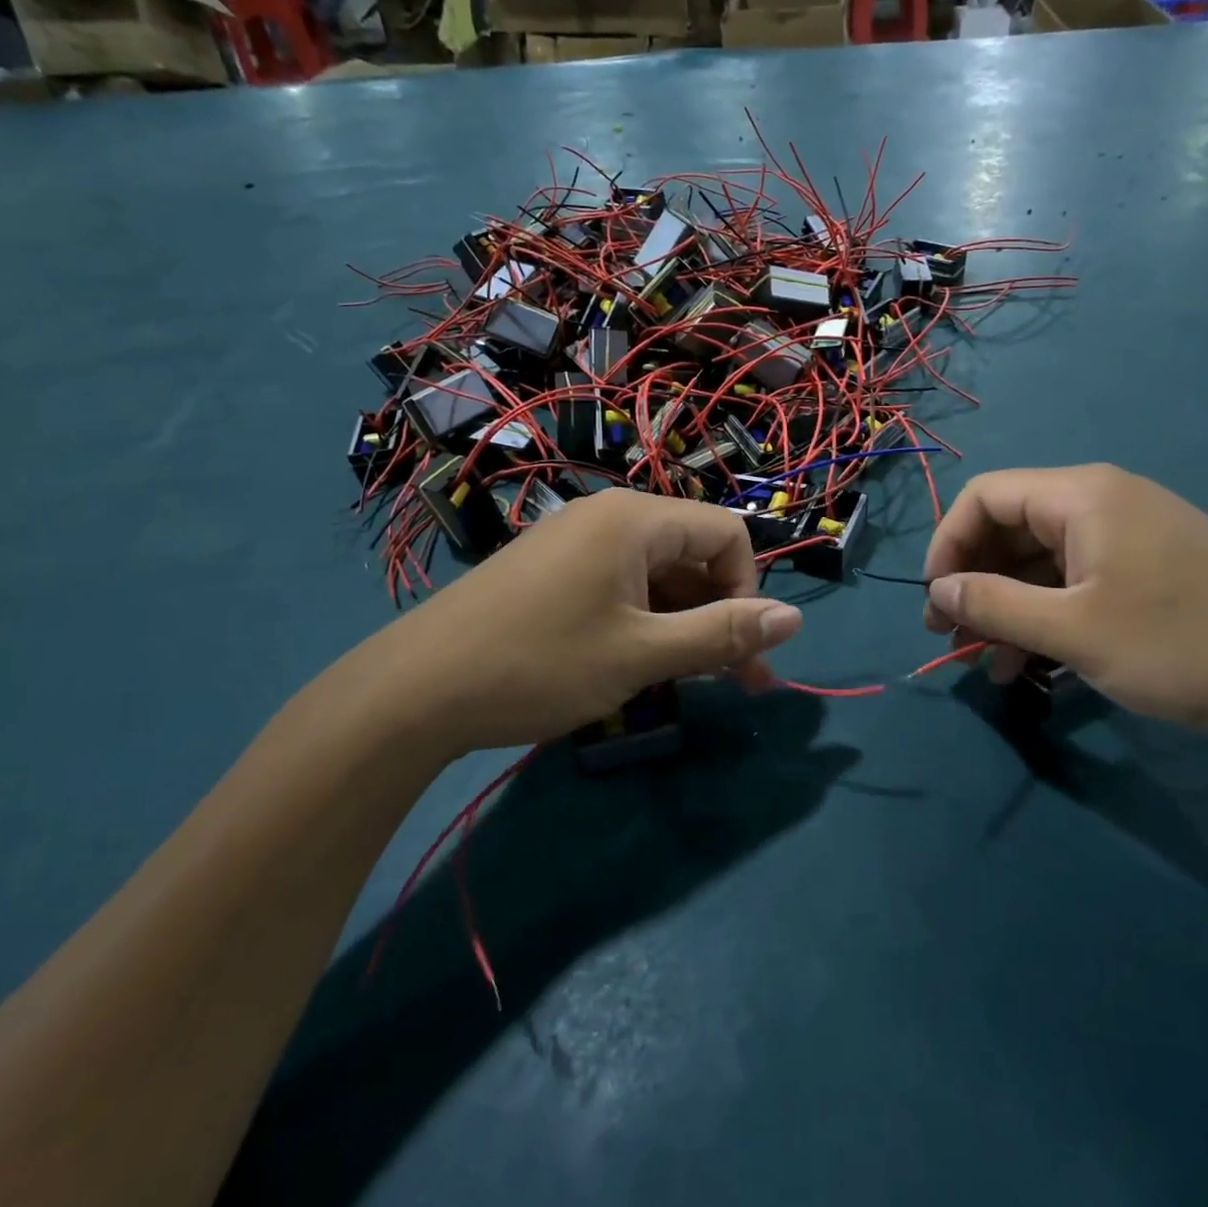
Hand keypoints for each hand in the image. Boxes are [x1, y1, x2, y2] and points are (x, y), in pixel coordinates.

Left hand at [346, 490, 802, 753]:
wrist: (413, 691)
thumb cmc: (538, 664)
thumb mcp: (641, 655)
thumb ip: (722, 634)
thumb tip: (794, 619)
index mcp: (635, 519)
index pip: (727, 533)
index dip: (747, 589)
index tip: (737, 648)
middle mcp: (608, 516)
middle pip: (692, 553)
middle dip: (720, 614)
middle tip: (737, 683)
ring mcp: (574, 541)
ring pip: (657, 575)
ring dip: (683, 623)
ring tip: (686, 682)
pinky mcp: (550, 569)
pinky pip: (619, 584)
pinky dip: (643, 621)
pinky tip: (636, 664)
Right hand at [921, 465, 1207, 735]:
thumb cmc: (1181, 645)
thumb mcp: (1074, 630)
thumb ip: (994, 604)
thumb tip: (939, 589)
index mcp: (1082, 496)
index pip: (985, 496)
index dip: (947, 543)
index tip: (935, 598)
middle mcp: (1102, 501)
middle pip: (1011, 528)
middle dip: (975, 582)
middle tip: (952, 636)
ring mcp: (1129, 535)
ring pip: (1042, 561)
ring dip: (1008, 608)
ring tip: (990, 664)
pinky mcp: (1150, 568)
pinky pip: (1077, 581)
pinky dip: (1047, 615)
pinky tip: (1034, 665)